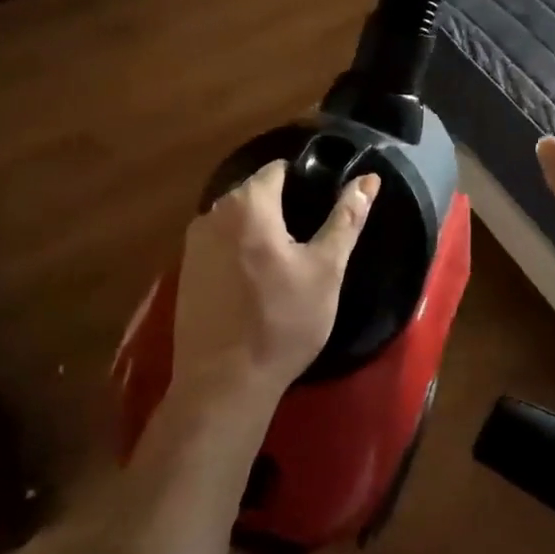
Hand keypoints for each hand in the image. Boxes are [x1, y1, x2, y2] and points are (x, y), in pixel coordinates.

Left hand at [169, 161, 380, 422]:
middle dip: (284, 207)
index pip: (278, 170)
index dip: (306, 181)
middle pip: (255, 194)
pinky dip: (241, 252)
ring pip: (237, 221)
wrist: (224, 383)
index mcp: (247, 204)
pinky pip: (221, 245)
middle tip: (312, 240)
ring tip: (289, 262)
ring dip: (261, 231)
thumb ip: (346, 219)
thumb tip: (368, 179)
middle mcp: (212, 214)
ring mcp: (193, 244)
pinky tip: (259, 283)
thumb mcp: (326, 269)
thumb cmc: (283, 321)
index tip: (325, 205)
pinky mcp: (186, 272)